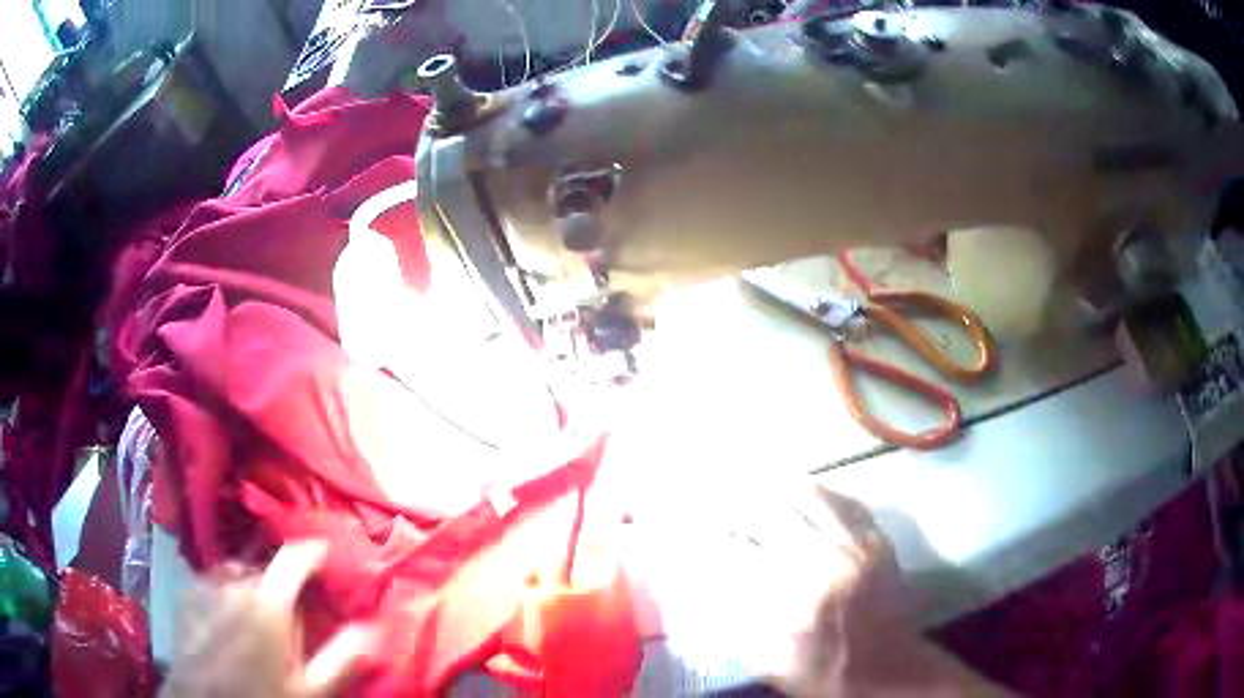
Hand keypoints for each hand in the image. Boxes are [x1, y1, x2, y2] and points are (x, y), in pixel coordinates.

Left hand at [159, 541, 373, 697]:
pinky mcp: (187, 593)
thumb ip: (342, 658)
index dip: (315, 553)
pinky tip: (229, 618)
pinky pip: (213, 581)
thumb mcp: (311, 690)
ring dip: (254, 585)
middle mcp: (234, 582)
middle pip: (267, 568)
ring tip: (260, 615)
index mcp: (268, 602)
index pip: (296, 556)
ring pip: (238, 572)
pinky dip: (227, 591)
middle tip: (294, 610)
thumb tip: (373, 629)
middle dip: (283, 583)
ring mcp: (205, 584)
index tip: (328, 558)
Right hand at [613, 477, 1006, 696]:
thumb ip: (738, 621)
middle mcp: (826, 563)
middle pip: (774, 513)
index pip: (741, 552)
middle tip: (716, 490)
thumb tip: (711, 582)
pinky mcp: (879, 543)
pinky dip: (821, 491)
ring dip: (777, 485)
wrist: (888, 671)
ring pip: (812, 497)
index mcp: (794, 599)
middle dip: (738, 499)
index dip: (712, 535)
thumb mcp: (770, 660)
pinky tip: (807, 489)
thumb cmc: (824, 673)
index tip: (692, 525)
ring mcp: (857, 547)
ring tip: (754, 478)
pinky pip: (848, 502)